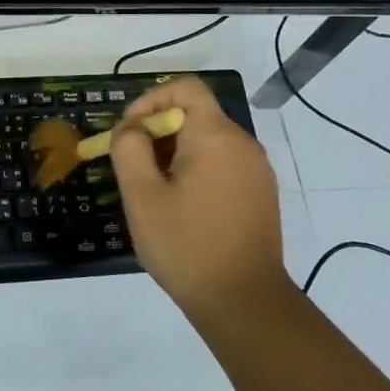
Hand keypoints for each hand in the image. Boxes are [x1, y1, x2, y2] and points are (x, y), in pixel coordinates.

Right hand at [108, 76, 289, 330]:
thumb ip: (129, 148)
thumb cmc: (187, 245)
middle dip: (158, 132)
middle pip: (195, 114)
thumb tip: (131, 128)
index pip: (185, 87)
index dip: (151, 100)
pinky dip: (197, 170)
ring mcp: (257, 170)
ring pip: (208, 141)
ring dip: (175, 153)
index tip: (129, 132)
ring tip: (153, 191)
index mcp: (216, 136)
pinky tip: (181, 207)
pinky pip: (223, 164)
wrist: (244, 302)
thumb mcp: (141, 195)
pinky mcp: (261, 194)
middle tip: (134, 168)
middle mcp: (243, 143)